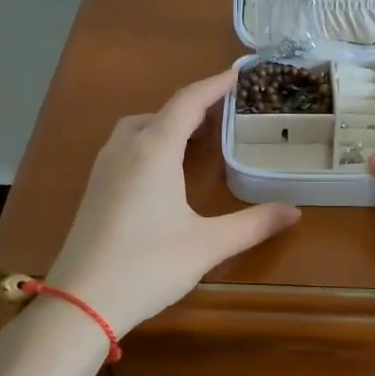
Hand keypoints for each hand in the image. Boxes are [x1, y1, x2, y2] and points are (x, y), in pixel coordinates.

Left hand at [47, 67, 301, 334]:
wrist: (79, 302)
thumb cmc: (147, 266)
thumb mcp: (207, 245)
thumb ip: (253, 225)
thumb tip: (294, 211)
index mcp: (154, 150)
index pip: (188, 102)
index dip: (214, 85)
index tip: (237, 73)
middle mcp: (126, 149)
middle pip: (161, 111)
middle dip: (192, 107)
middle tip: (223, 116)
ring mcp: (104, 168)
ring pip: (138, 128)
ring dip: (167, 124)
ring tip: (194, 140)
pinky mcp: (94, 189)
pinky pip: (125, 147)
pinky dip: (149, 142)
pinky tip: (162, 171)